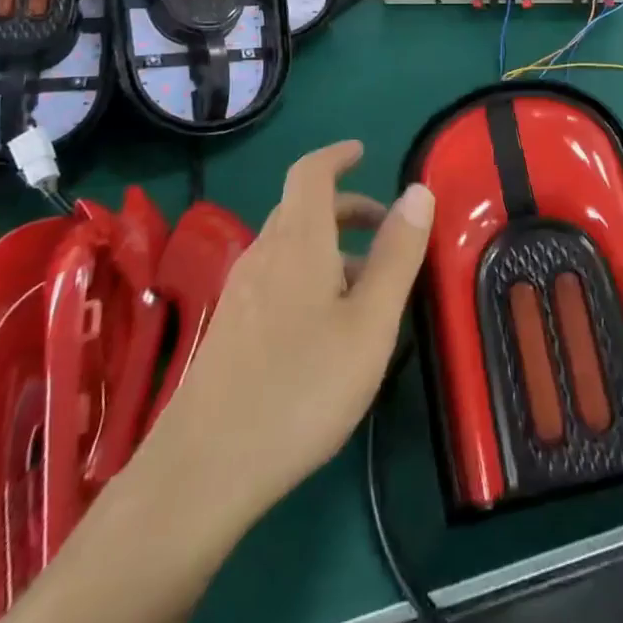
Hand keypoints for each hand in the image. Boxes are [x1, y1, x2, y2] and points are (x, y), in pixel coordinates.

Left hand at [129, 141, 434, 544]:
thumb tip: (418, 191)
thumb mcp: (370, 323)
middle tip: (387, 227)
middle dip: (346, 206)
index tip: (363, 152)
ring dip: (330, 245)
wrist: (203, 470)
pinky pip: (276, 276)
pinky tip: (327, 325)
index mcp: (297, 242)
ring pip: (290, 245)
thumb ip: (397, 254)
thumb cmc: (301, 389)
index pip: (310, 172)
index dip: (336, 155)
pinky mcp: (229, 328)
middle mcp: (263, 255)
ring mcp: (240, 292)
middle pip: (301, 208)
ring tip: (369, 285)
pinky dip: (309, 273)